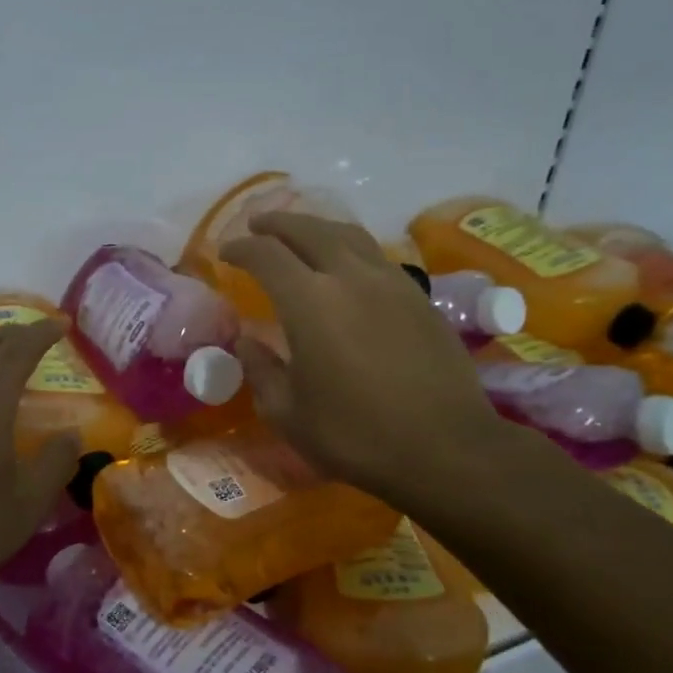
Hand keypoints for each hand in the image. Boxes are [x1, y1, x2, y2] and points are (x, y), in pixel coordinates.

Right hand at [221, 213, 502, 507]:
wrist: (446, 448)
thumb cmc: (356, 435)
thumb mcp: (288, 414)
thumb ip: (261, 370)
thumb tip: (247, 341)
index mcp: (310, 302)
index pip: (267, 255)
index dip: (241, 247)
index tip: (226, 252)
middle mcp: (351, 277)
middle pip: (309, 230)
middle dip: (277, 224)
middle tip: (258, 226)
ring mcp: (391, 283)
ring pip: (348, 235)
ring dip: (316, 228)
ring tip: (300, 236)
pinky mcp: (420, 297)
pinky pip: (376, 255)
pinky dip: (349, 249)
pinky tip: (345, 268)